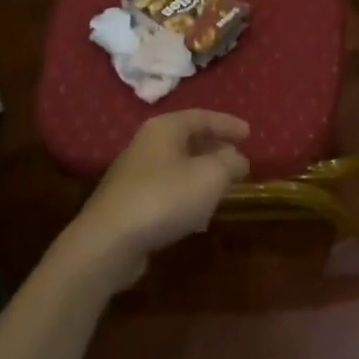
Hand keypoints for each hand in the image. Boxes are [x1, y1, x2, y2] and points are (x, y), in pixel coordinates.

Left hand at [60, 110, 249, 289]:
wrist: (109, 242)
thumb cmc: (165, 198)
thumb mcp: (211, 175)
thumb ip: (230, 162)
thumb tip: (238, 158)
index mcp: (164, 129)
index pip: (202, 117)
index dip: (228, 124)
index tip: (250, 134)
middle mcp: (146, 145)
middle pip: (187, 139)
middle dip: (214, 148)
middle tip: (238, 158)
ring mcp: (134, 174)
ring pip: (177, 166)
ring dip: (201, 173)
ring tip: (223, 185)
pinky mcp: (129, 203)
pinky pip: (166, 190)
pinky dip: (186, 194)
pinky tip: (198, 213)